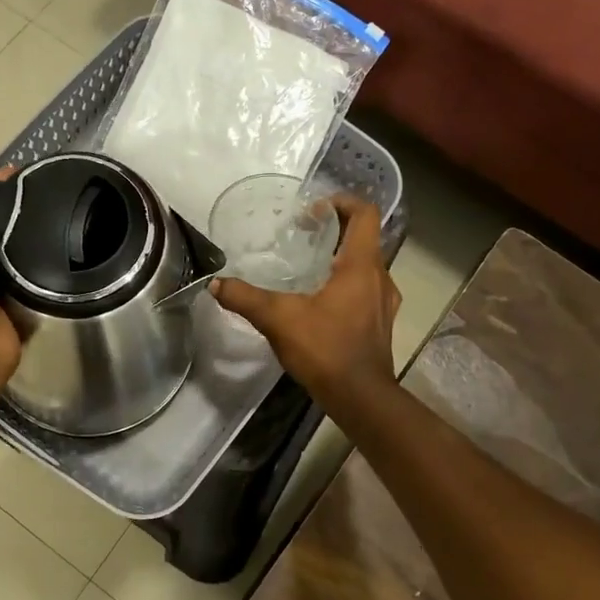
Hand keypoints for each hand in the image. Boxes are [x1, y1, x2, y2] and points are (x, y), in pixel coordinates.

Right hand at [212, 194, 400, 416]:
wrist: (360, 397)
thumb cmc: (326, 349)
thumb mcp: (278, 319)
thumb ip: (245, 298)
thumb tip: (215, 284)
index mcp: (362, 266)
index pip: (364, 214)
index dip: (342, 202)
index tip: (314, 209)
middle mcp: (381, 278)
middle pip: (364, 239)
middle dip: (335, 231)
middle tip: (303, 234)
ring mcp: (384, 303)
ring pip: (366, 266)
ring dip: (342, 259)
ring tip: (309, 267)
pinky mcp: (380, 324)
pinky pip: (366, 290)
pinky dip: (346, 285)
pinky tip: (320, 302)